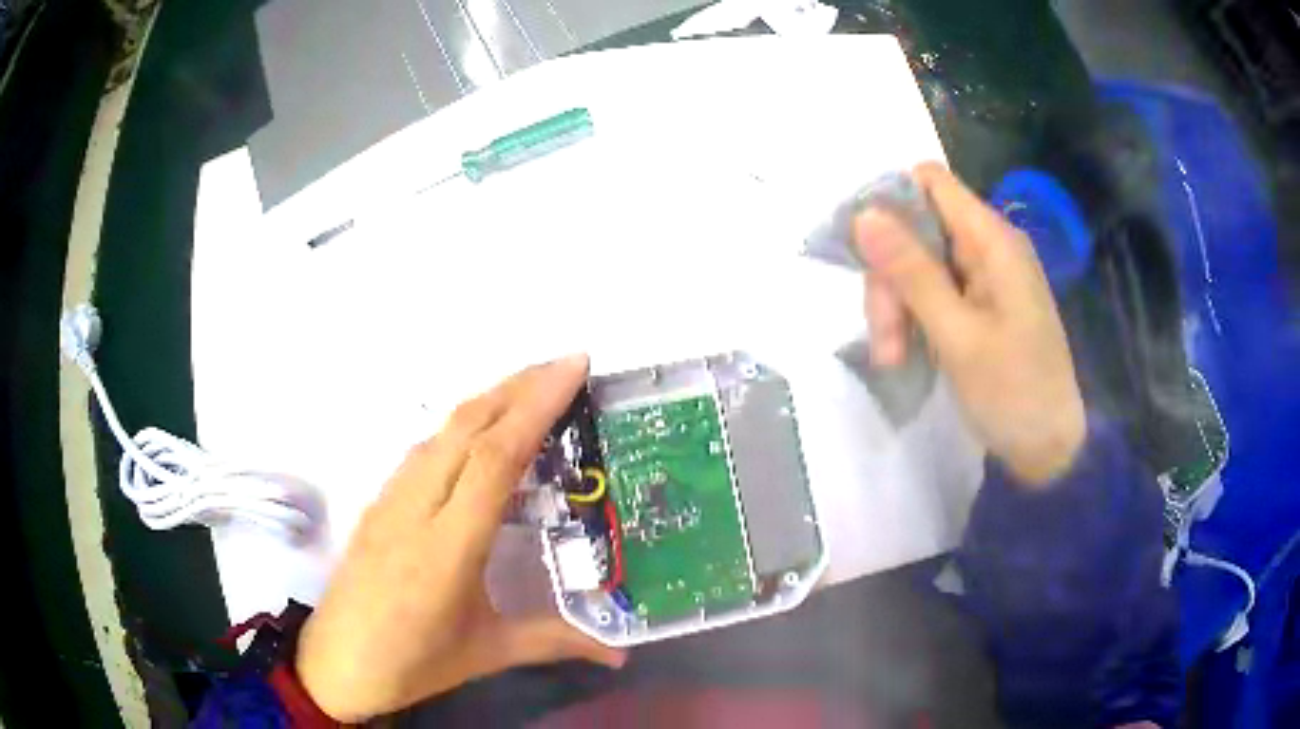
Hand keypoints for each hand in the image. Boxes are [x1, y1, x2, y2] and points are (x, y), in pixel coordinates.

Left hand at [295, 356, 625, 721]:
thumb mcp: (488, 653)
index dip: (536, 405)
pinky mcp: (378, 503)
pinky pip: (422, 449)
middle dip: (518, 385)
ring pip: (441, 431)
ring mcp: (390, 500)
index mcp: (449, 546)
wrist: (337, 664)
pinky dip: (459, 426)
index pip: (496, 457)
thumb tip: (619, 655)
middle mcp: (416, 508)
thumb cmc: (413, 664)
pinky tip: (478, 434)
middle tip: (566, 364)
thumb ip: (555, 641)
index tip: (574, 368)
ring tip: (531, 388)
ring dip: (488, 399)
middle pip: (467, 426)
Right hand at [853, 163, 1085, 485]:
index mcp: (992, 240)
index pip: (930, 182)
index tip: (865, 252)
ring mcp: (985, 277)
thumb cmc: (1013, 393)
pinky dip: (913, 319)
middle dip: (890, 277)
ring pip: (919, 264)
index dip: (890, 203)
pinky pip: (934, 291)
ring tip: (893, 358)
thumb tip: (864, 214)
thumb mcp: (957, 336)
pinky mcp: (981, 305)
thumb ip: (912, 273)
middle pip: (917, 229)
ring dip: (897, 306)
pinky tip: (906, 354)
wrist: (1050, 449)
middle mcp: (988, 246)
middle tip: (883, 338)